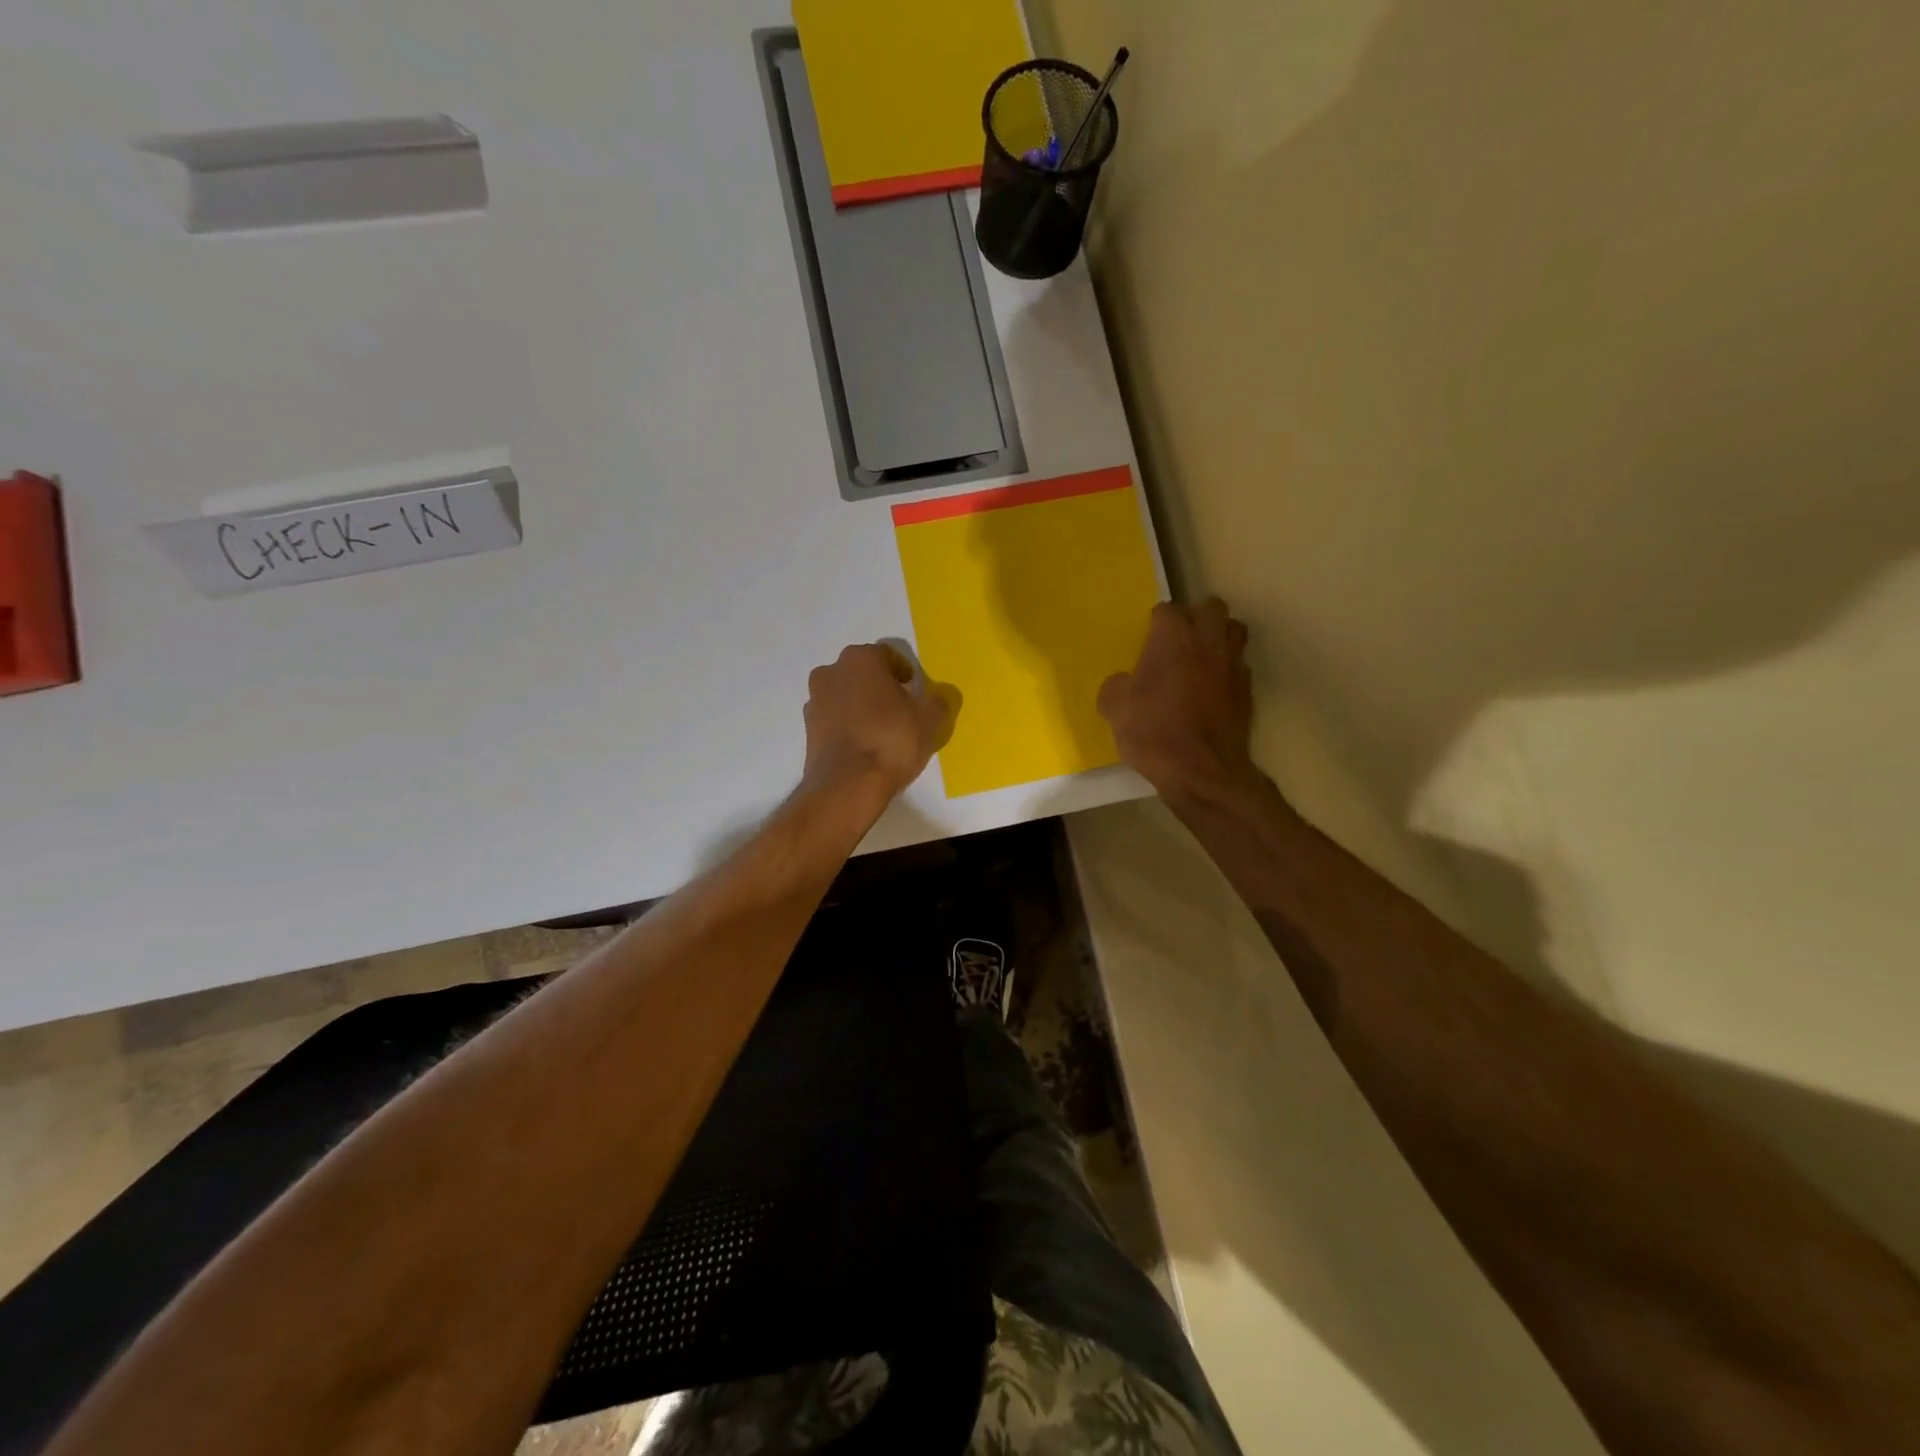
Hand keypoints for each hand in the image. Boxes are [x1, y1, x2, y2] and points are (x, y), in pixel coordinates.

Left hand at [802, 643, 958, 805]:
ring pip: (845, 695)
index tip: (914, 692)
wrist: (847, 785)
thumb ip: (936, 701)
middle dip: (880, 686)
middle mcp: (831, 671)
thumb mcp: (929, 720)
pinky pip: (834, 718)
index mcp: (861, 659)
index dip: (904, 672)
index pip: (887, 655)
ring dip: (861, 705)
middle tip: (900, 709)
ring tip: (881, 730)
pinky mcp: (807, 728)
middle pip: (862, 673)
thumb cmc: (891, 741)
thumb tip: (935, 698)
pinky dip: (847, 725)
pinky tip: (864, 745)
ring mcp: (815, 700)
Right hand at [1098, 599, 1257, 803]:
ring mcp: (1232, 666)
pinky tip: (1212, 690)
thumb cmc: (1154, 733)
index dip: (1156, 623)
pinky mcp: (1247, 692)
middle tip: (1179, 640)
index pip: (1167, 610)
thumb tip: (1124, 682)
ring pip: (1234, 631)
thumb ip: (1116, 686)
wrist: (1202, 773)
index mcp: (1172, 640)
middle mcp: (1207, 644)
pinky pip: (1239, 666)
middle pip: (1211, 608)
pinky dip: (1227, 670)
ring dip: (1219, 636)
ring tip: (1201, 657)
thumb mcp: (1114, 710)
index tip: (1147, 641)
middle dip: (1196, 617)